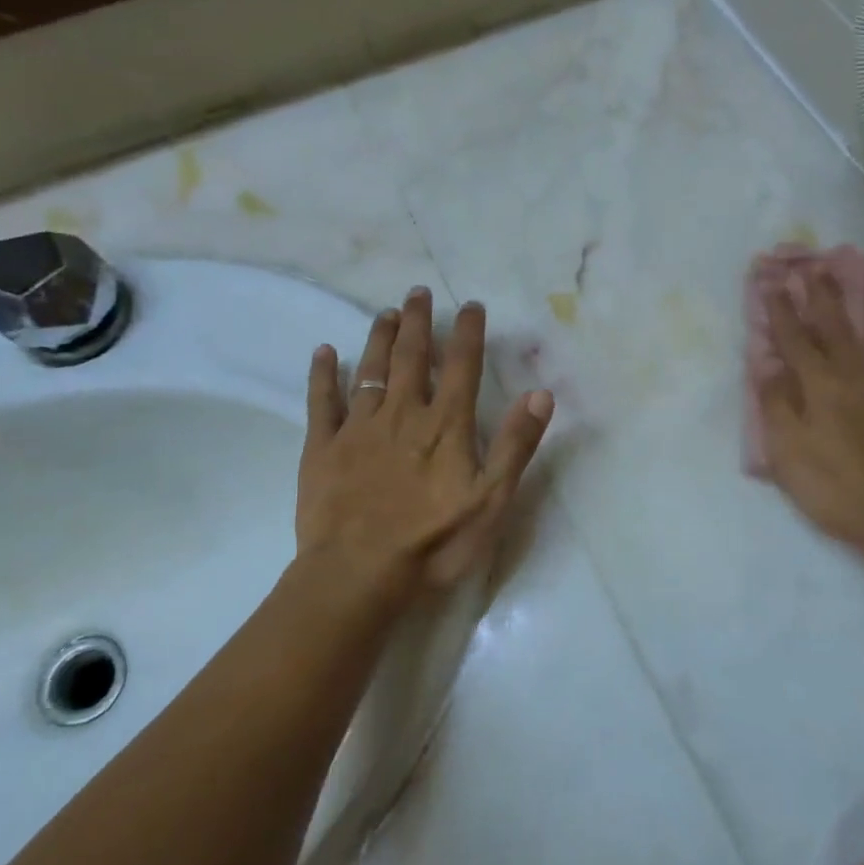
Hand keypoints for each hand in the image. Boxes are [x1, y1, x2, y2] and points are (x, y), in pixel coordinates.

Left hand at [296, 287, 552, 605]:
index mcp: (445, 425)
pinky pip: (322, 401)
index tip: (470, 305)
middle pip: (412, 357)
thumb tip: (541, 393)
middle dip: (418, 322)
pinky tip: (324, 352)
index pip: (462, 366)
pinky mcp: (323, 447)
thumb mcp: (492, 500)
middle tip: (417, 292)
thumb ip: (516, 445)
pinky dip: (323, 374)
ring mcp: (359, 428)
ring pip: (370, 369)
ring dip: (379, 338)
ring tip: (385, 312)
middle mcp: (403, 413)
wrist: (358, 572)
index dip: (467, 332)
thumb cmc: (433, 541)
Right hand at [755, 271, 863, 553]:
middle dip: (821, 295)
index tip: (773, 285)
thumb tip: (768, 367)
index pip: (794, 339)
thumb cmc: (834, 487)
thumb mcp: (787, 453)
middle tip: (812, 267)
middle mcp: (856, 372)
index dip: (782, 311)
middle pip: (835, 324)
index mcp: (819, 385)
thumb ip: (776, 405)